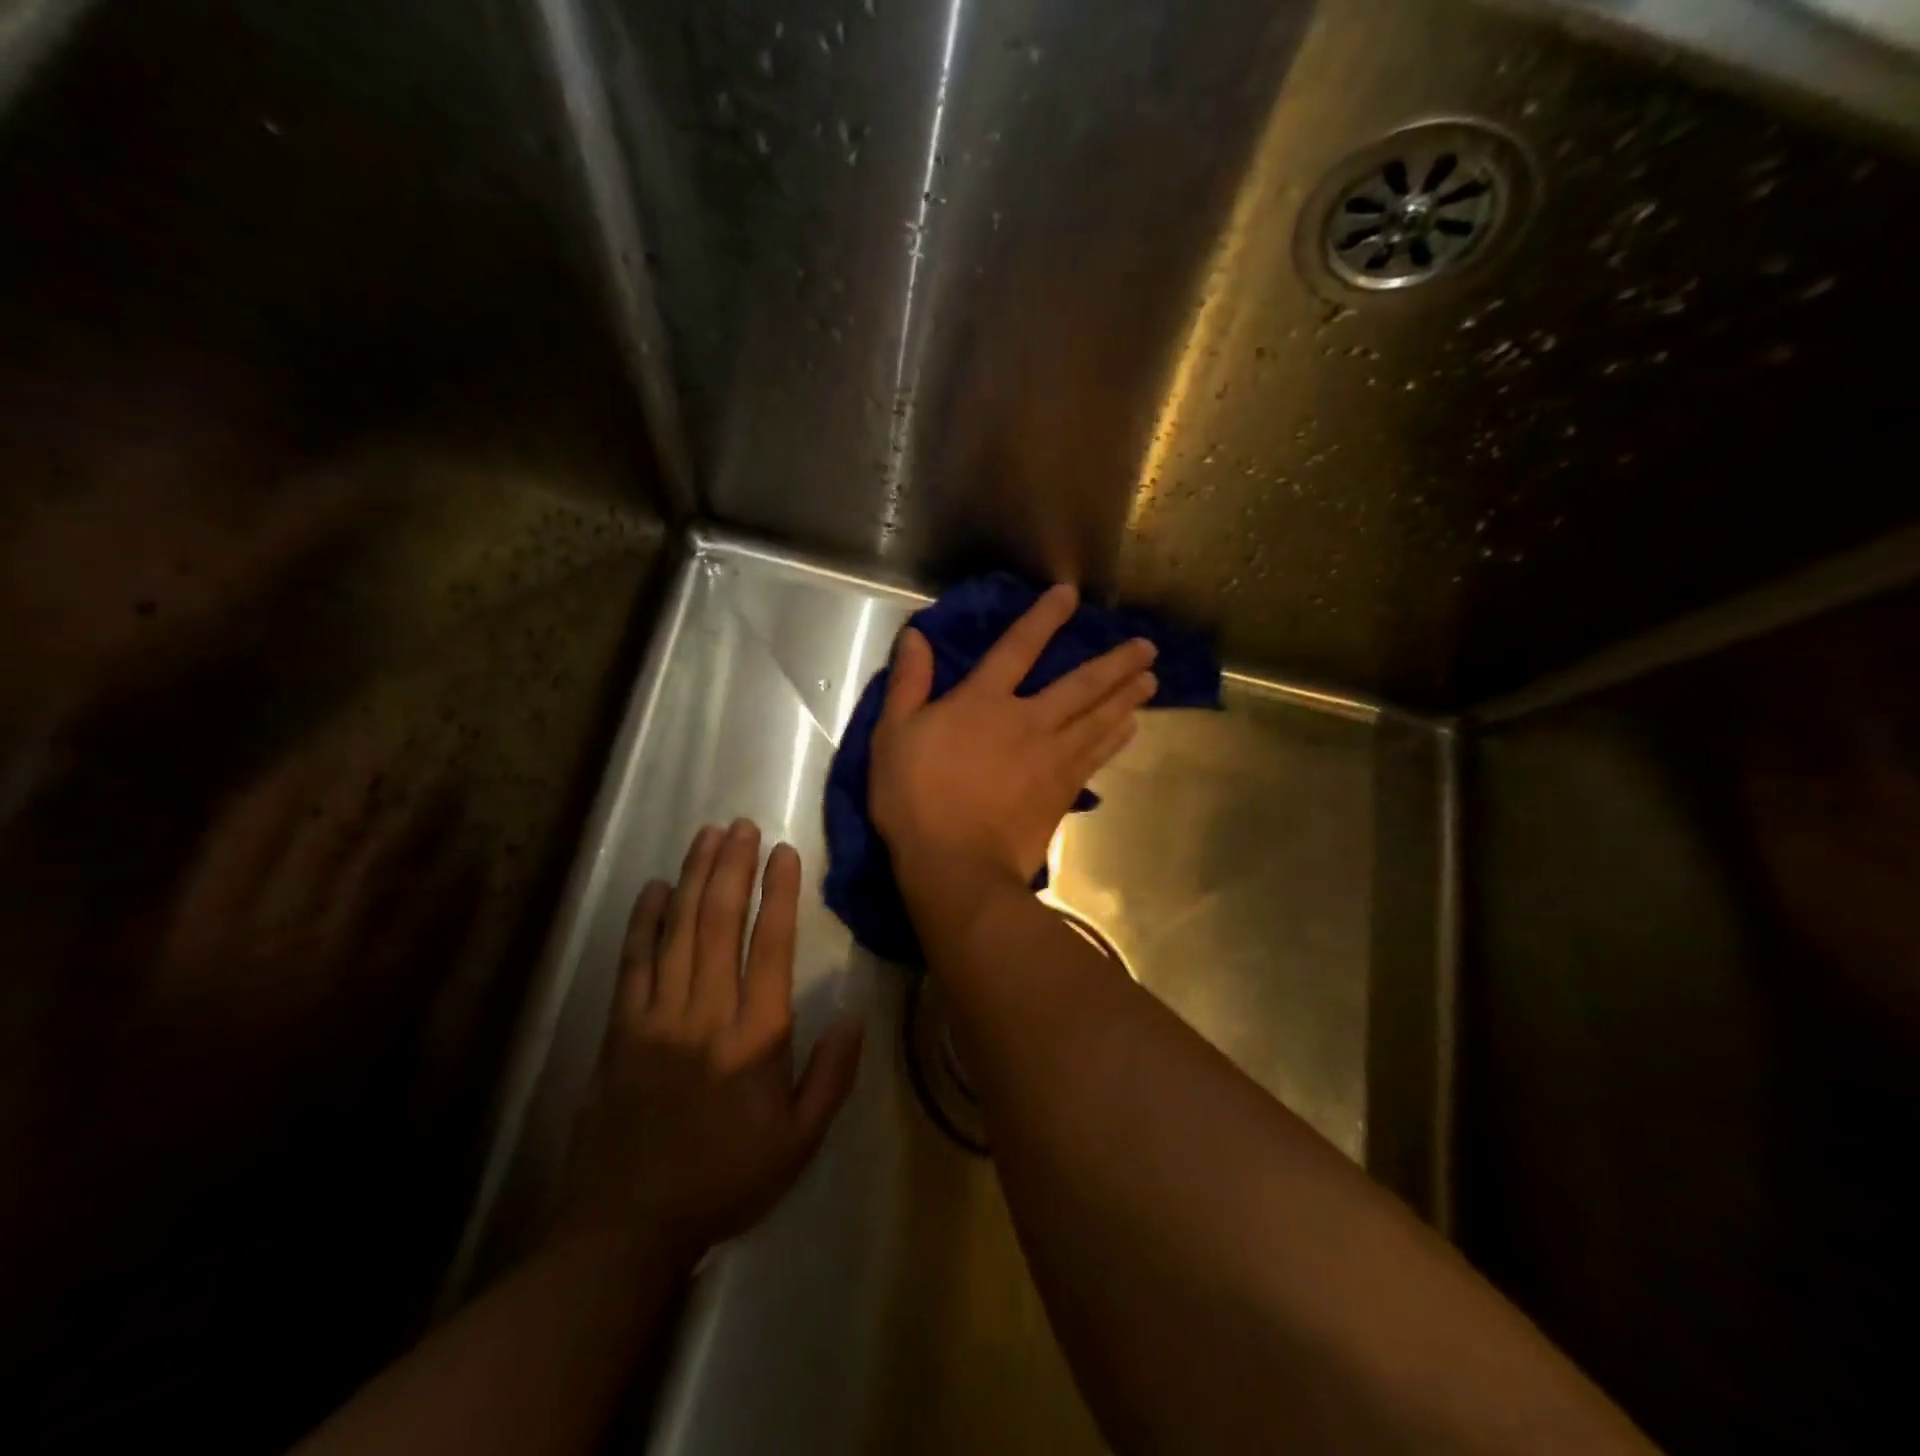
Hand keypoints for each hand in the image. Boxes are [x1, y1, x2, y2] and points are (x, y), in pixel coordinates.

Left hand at [561, 821, 863, 1264]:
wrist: (628, 1227)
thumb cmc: (726, 1179)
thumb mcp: (799, 1142)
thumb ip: (831, 1076)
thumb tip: (855, 1014)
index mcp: (756, 1039)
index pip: (771, 947)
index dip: (779, 893)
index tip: (783, 852)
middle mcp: (706, 1015)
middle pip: (720, 924)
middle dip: (732, 868)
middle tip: (741, 826)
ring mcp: (656, 1018)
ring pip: (678, 931)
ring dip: (694, 879)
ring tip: (707, 837)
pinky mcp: (619, 1030)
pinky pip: (633, 963)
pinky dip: (644, 921)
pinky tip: (655, 887)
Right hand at [869, 584, 1157, 886]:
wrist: (956, 865)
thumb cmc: (916, 799)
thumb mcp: (894, 735)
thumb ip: (909, 683)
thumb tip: (917, 635)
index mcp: (983, 702)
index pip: (1017, 648)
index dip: (1043, 618)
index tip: (1070, 595)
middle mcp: (1027, 721)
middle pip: (1080, 685)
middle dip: (1114, 663)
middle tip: (1146, 648)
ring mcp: (1051, 757)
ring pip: (1098, 719)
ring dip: (1126, 697)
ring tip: (1152, 680)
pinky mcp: (1063, 791)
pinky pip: (1097, 756)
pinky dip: (1117, 738)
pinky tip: (1132, 728)